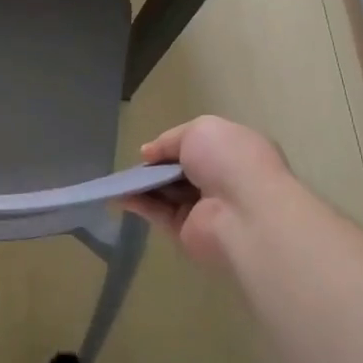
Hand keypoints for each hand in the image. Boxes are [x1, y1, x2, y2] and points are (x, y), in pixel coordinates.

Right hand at [124, 116, 292, 267]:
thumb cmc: (228, 161)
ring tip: (118, 179)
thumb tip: (148, 153)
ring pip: (167, 192)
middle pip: (182, 170)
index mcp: (234, 152)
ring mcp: (206, 208)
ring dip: (143, 185)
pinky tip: (118, 197)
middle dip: (158, 166)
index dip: (175, 145)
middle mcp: (223, 180)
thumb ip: (170, 139)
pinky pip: (159, 214)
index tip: (152, 149)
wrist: (244, 213)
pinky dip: (139, 204)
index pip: (201, 147)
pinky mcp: (188, 231)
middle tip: (135, 164)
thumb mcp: (199, 130)